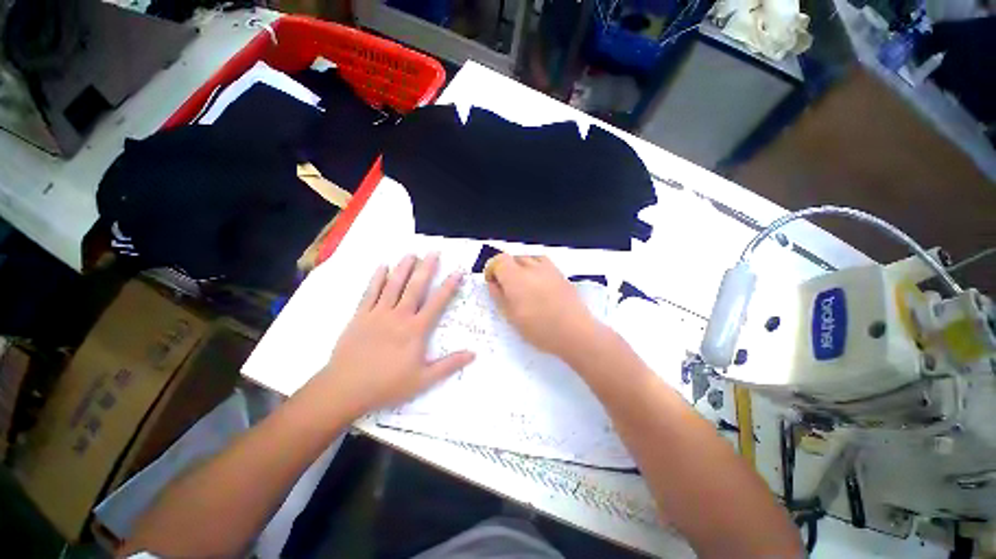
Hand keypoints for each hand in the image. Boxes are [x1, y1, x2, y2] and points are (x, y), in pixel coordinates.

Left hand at [317, 254, 473, 418]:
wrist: (345, 389)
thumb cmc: (387, 385)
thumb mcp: (423, 379)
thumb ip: (449, 365)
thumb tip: (473, 354)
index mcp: (416, 329)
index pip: (437, 302)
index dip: (449, 286)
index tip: (457, 271)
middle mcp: (399, 316)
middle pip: (415, 287)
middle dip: (426, 268)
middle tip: (434, 252)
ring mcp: (378, 313)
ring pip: (393, 285)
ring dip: (403, 268)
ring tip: (411, 253)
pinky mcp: (360, 316)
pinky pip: (370, 292)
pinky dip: (377, 278)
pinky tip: (382, 266)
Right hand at [486, 254, 600, 357]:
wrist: (574, 331)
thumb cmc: (539, 328)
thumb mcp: (511, 316)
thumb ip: (499, 296)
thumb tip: (493, 283)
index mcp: (515, 277)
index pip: (499, 260)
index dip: (492, 269)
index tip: (492, 282)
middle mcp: (531, 267)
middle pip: (513, 258)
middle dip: (506, 269)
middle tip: (506, 287)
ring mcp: (548, 268)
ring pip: (528, 258)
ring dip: (521, 267)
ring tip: (523, 284)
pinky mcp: (560, 273)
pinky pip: (542, 262)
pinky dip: (535, 268)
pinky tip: (538, 283)